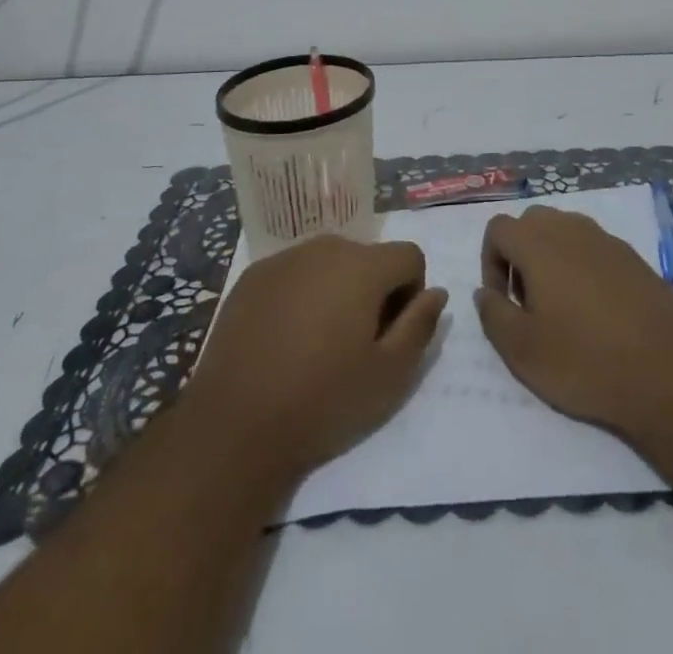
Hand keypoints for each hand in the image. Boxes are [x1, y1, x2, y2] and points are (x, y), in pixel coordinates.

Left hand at [179, 235, 446, 482]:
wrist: (235, 425)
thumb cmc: (322, 400)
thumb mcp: (389, 375)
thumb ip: (421, 326)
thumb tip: (437, 293)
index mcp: (364, 266)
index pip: (409, 256)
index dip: (411, 293)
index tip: (391, 334)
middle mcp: (326, 247)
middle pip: (368, 257)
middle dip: (373, 291)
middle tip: (355, 343)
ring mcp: (285, 258)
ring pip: (329, 263)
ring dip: (336, 290)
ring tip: (317, 343)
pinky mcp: (253, 275)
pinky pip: (294, 274)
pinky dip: (300, 295)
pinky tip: (284, 340)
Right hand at [475, 204, 672, 432]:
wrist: (665, 370)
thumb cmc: (584, 360)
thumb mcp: (522, 351)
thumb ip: (493, 314)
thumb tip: (486, 293)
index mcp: (538, 243)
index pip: (498, 228)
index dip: (490, 263)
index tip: (505, 303)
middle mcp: (570, 228)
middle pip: (531, 223)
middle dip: (520, 255)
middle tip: (529, 302)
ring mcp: (605, 239)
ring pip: (564, 231)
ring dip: (552, 258)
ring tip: (563, 307)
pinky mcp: (632, 256)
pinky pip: (594, 247)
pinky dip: (583, 266)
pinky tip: (597, 310)